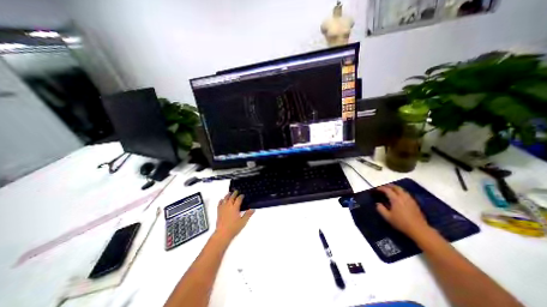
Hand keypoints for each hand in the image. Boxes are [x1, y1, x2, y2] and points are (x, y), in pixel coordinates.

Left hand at [215, 191, 254, 242]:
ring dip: (228, 195)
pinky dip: (221, 200)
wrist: (222, 234)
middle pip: (231, 197)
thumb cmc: (234, 228)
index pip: (238, 199)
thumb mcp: (243, 222)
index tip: (243, 195)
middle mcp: (229, 206)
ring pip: (225, 199)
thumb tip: (253, 209)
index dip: (241, 196)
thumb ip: (248, 215)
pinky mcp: (219, 212)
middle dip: (234, 193)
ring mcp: (223, 208)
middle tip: (236, 191)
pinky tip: (222, 200)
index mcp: (235, 208)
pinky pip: (219, 204)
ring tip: (229, 193)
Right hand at [377, 184, 431, 237]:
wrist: (419, 229)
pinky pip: (406, 193)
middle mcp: (403, 197)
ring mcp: (410, 199)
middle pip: (396, 187)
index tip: (377, 189)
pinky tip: (399, 196)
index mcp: (395, 199)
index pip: (387, 190)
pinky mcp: (414, 203)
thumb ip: (381, 209)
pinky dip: (401, 192)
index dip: (381, 188)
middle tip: (383, 187)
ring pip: (402, 190)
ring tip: (391, 190)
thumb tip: (378, 203)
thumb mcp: (387, 217)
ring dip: (395, 188)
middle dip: (389, 186)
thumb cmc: (401, 223)